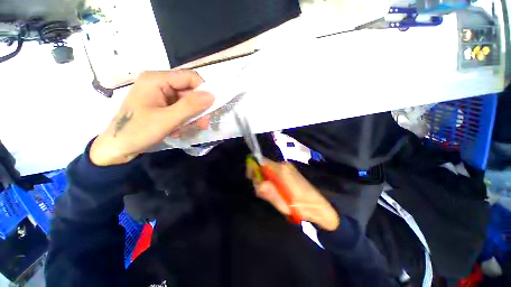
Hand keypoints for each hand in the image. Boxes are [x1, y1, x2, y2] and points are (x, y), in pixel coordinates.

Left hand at [90, 70, 213, 165]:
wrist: (116, 148)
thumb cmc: (137, 132)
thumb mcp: (167, 119)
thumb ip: (190, 106)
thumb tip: (212, 95)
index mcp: (156, 80)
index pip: (189, 77)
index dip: (203, 90)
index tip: (211, 108)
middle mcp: (159, 83)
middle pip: (189, 90)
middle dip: (198, 108)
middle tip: (203, 124)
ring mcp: (160, 94)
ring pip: (187, 101)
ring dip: (192, 116)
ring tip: (189, 129)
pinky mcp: (161, 105)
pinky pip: (180, 108)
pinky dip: (184, 119)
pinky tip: (178, 129)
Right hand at [248, 160, 339, 230]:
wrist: (318, 206)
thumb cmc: (300, 206)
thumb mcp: (281, 202)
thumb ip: (268, 191)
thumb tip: (258, 183)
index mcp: (281, 170)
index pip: (262, 162)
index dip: (253, 168)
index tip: (251, 178)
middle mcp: (283, 165)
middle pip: (264, 167)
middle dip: (260, 178)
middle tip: (263, 193)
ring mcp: (287, 167)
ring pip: (269, 171)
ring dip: (266, 181)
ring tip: (272, 195)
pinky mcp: (289, 171)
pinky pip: (275, 173)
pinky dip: (272, 181)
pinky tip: (277, 192)